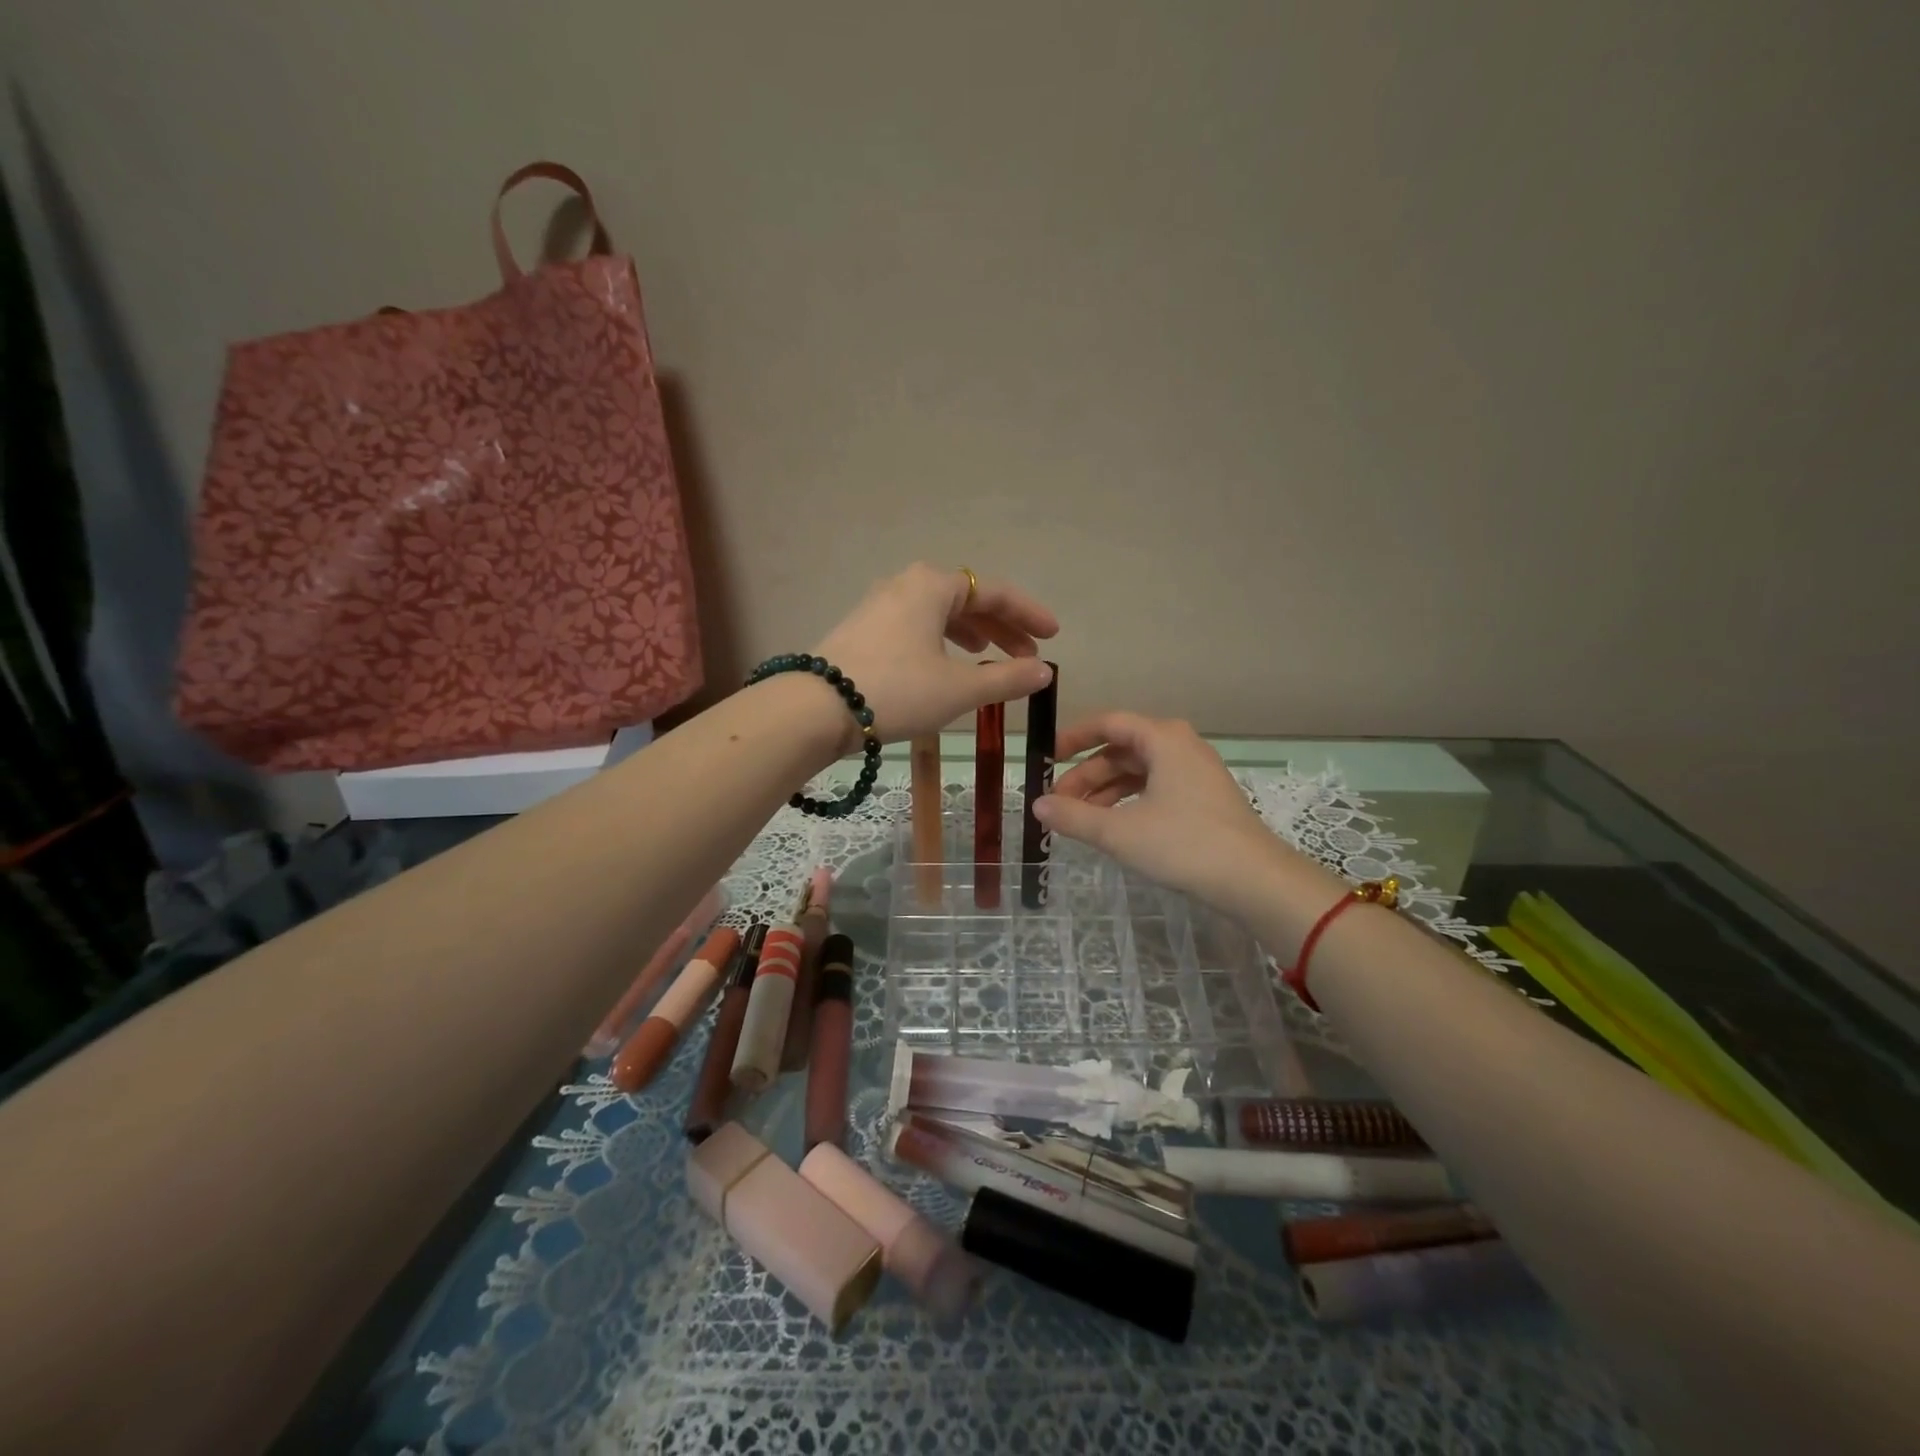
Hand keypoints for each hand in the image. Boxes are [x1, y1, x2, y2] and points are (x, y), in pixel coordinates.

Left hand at [812, 563, 1056, 747]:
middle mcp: (905, 585)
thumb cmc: (896, 691)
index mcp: (933, 586)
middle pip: (966, 599)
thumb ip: (1006, 678)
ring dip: (970, 633)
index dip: (1028, 614)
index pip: (995, 592)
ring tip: (988, 654)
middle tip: (1026, 655)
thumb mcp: (958, 688)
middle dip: (1001, 627)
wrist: (815, 709)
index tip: (1053, 635)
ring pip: (938, 613)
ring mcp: (878, 606)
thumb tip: (1044, 672)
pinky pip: (915, 626)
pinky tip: (944, 665)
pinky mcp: (862, 630)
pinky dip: (940, 641)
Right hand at [1035, 713, 1336, 920]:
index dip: (1073, 737)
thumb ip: (1074, 816)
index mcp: (1162, 739)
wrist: (1254, 880)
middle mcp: (1180, 746)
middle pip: (1121, 750)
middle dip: (1086, 775)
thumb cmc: (1184, 844)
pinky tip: (1113, 827)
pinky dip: (1129, 802)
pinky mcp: (1204, 798)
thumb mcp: (1119, 832)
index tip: (1046, 758)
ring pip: (1138, 772)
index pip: (1108, 723)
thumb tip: (1037, 805)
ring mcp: (1195, 772)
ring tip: (1080, 820)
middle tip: (1058, 802)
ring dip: (1105, 791)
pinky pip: (1155, 788)